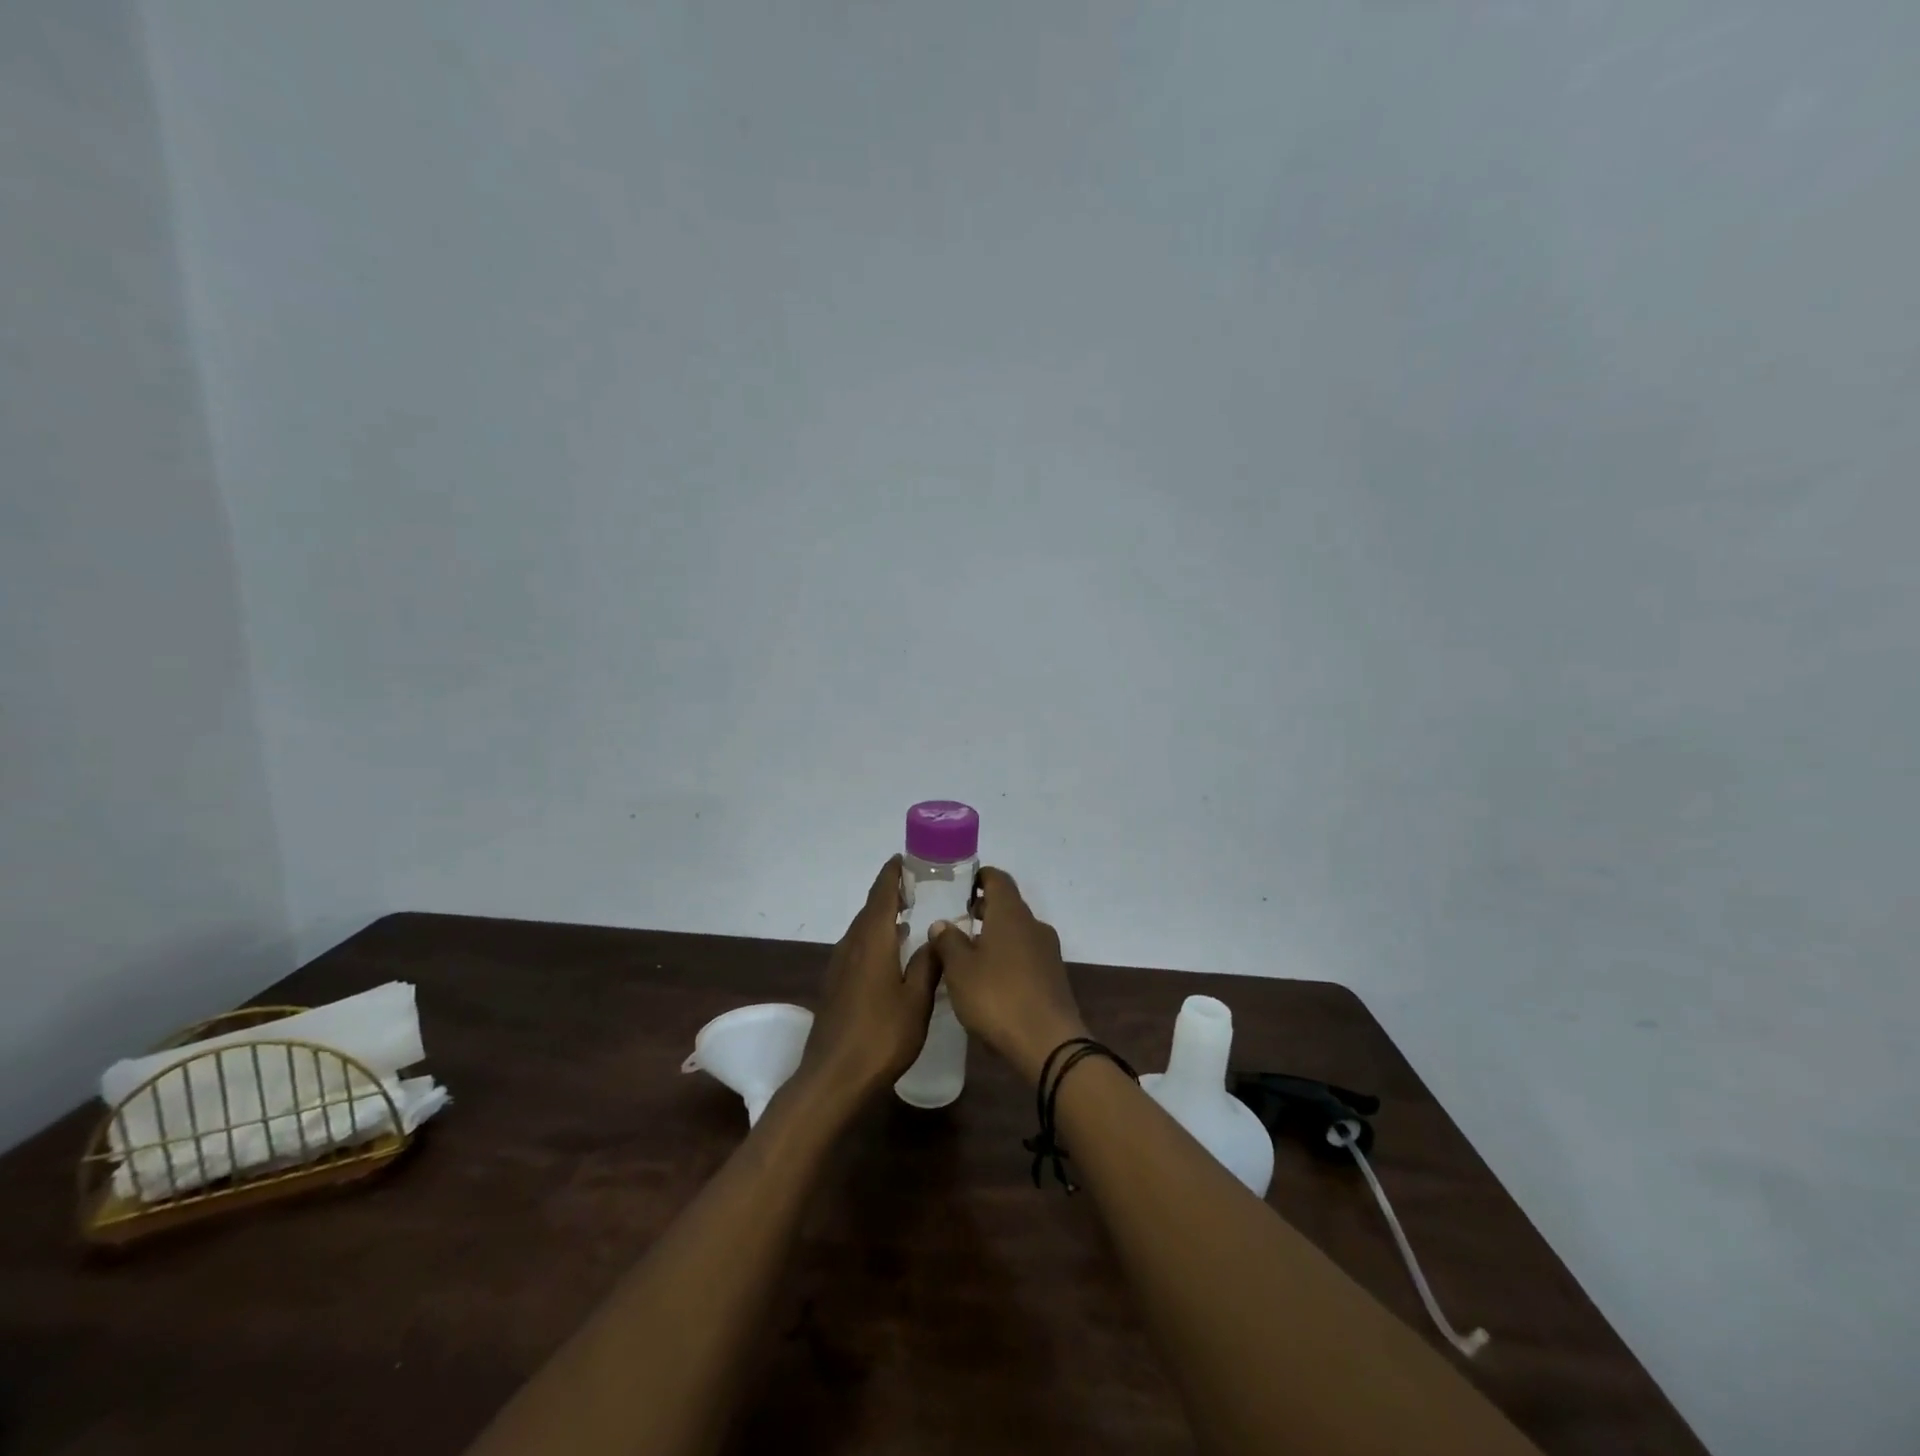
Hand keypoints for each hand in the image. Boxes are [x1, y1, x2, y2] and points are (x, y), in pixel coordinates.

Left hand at [796, 857, 938, 1102]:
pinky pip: (858, 949)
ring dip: (882, 918)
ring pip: (863, 930)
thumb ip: (928, 964)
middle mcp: (851, 945)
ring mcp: (839, 966)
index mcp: (872, 940)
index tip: (906, 858)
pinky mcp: (835, 986)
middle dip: (891, 894)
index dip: (892, 874)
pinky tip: (892, 955)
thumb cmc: (881, 1036)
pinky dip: (875, 939)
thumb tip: (938, 935)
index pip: (881, 894)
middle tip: (920, 888)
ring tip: (910, 917)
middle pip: (870, 909)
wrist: (833, 1078)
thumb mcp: (917, 1000)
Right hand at [925, 867, 1086, 1083]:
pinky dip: (1008, 957)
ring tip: (968, 954)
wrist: (1049, 1043)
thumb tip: (942, 923)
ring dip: (995, 936)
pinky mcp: (1054, 977)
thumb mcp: (960, 970)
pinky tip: (990, 980)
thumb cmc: (998, 997)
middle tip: (957, 921)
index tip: (961, 885)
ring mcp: (1048, 951)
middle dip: (984, 909)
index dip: (980, 877)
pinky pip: (1026, 955)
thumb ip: (948, 942)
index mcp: (1011, 914)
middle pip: (1008, 905)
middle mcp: (1033, 925)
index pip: (998, 879)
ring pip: (1017, 932)